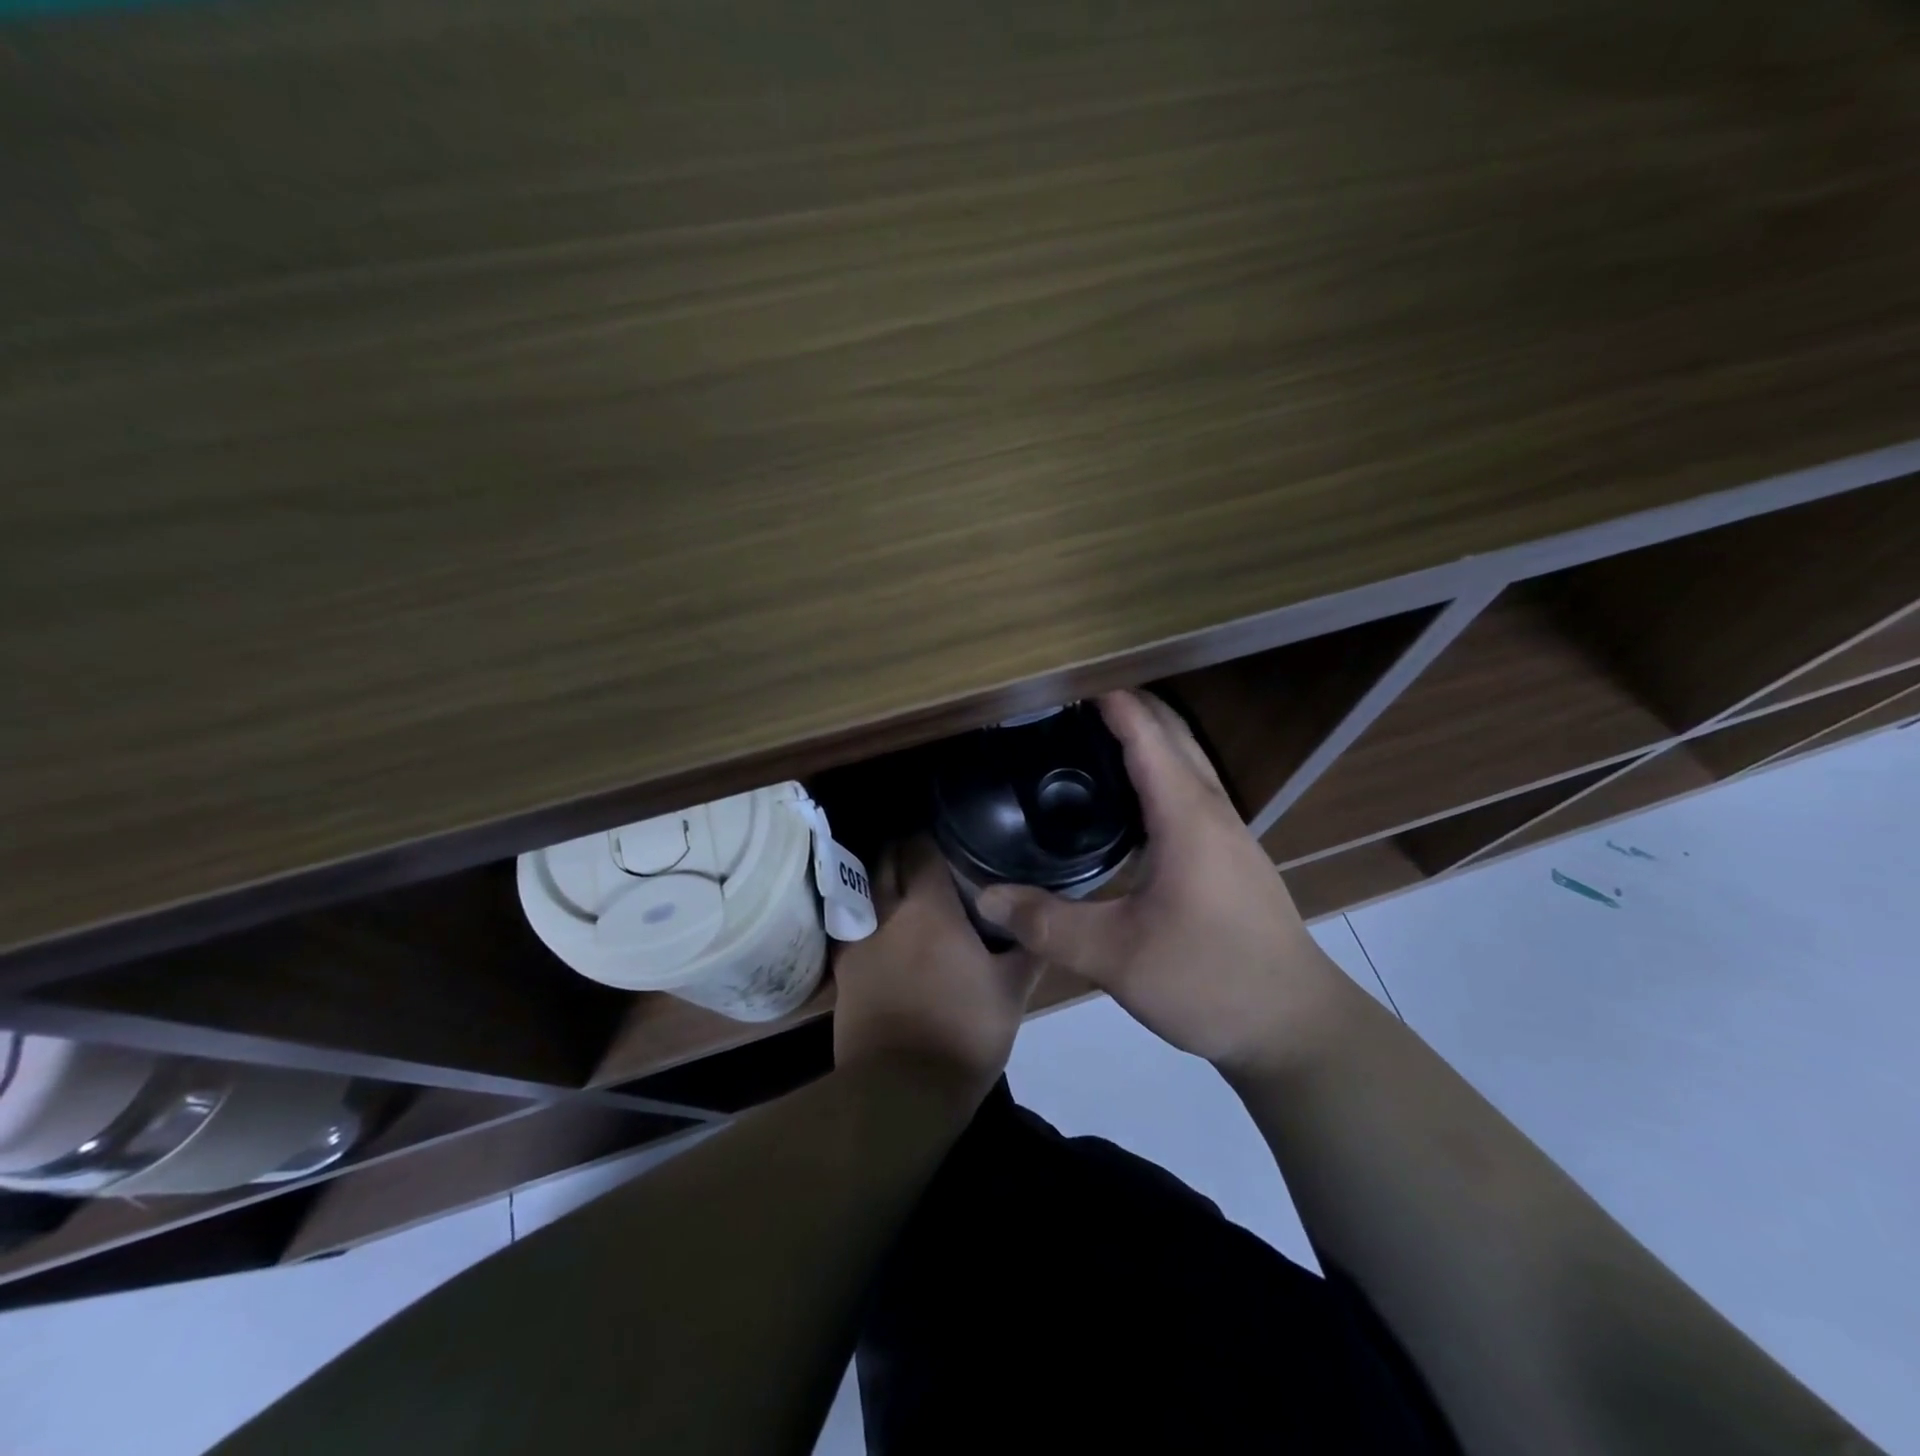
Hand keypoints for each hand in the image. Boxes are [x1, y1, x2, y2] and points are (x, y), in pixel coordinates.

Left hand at [832, 836, 1040, 1095]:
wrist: (902, 1090)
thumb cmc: (965, 1033)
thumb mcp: (1012, 991)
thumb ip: (1028, 948)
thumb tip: (1043, 920)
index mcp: (929, 907)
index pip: (923, 848)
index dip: (935, 836)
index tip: (953, 836)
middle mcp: (888, 911)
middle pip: (888, 858)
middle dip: (905, 848)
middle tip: (931, 854)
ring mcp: (860, 939)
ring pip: (867, 887)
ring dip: (883, 876)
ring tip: (906, 883)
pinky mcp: (844, 969)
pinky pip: (853, 922)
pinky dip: (868, 912)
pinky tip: (885, 924)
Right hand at [975, 690, 1349, 1077]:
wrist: (1295, 1027)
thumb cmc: (1209, 980)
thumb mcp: (1115, 957)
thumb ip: (1046, 923)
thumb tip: (984, 895)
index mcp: (1187, 816)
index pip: (1145, 734)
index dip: (1108, 700)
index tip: (1064, 681)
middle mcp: (1212, 810)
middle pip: (1172, 734)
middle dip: (1126, 706)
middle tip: (1067, 704)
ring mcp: (1228, 833)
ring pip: (1186, 761)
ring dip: (1146, 737)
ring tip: (1090, 738)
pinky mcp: (1231, 856)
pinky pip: (1191, 790)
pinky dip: (1158, 770)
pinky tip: (1127, 802)